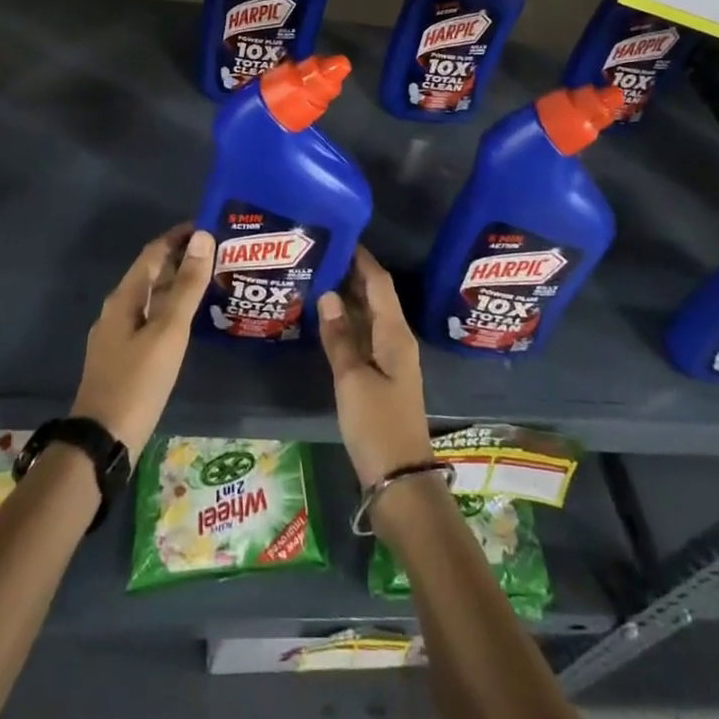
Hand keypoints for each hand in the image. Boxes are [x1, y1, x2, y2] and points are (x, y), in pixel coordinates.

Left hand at [71, 224, 213, 459]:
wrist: (102, 444)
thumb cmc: (138, 382)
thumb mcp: (168, 331)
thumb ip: (186, 285)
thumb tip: (202, 237)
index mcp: (124, 297)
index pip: (153, 252)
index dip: (179, 236)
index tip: (211, 226)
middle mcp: (117, 310)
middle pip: (151, 273)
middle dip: (181, 259)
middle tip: (219, 253)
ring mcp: (117, 336)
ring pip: (151, 298)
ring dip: (178, 285)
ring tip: (212, 282)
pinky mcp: (123, 358)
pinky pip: (150, 320)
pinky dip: (171, 310)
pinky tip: (190, 322)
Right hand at [317, 247, 434, 487]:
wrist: (400, 481)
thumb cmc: (377, 425)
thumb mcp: (352, 379)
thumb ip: (339, 337)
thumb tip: (328, 294)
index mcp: (395, 334)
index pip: (379, 283)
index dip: (362, 259)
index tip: (340, 236)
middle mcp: (397, 340)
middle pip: (375, 297)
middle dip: (352, 275)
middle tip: (321, 255)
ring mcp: (391, 360)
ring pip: (369, 318)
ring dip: (348, 299)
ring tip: (318, 280)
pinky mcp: (382, 378)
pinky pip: (365, 338)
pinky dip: (347, 325)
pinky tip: (327, 322)